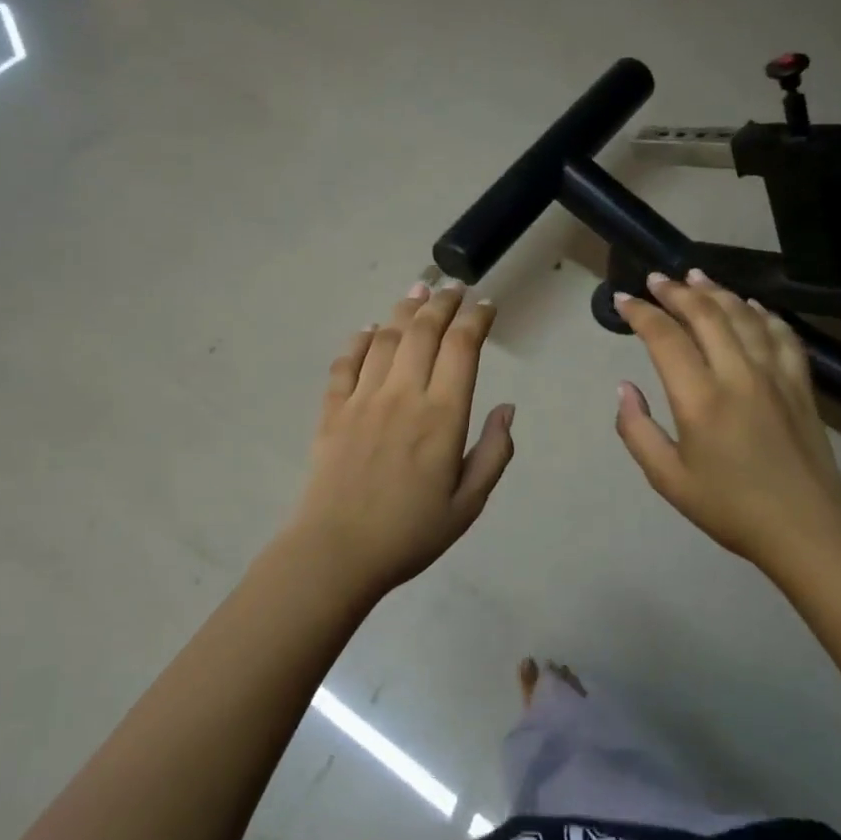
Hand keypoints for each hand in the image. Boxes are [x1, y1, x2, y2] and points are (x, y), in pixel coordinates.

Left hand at [278, 281, 515, 602]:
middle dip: (443, 302)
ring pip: (385, 337)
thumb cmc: (410, 534)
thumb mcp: (469, 504)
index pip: (462, 347)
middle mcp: (403, 395)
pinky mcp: (332, 410)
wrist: (335, 553)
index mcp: (442, 416)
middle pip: (423, 330)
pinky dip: (358, 339)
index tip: (486, 305)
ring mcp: (363, 399)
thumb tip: (508, 409)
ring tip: (418, 290)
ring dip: (404, 309)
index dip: (476, 318)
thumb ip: (494, 453)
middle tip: (454, 286)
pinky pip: (345, 363)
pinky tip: (368, 328)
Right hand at [613, 270, 840, 577]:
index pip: (665, 337)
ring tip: (695, 276)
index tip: (623, 300)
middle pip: (706, 314)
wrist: (808, 528)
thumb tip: (624, 388)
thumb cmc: (731, 508)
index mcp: (700, 399)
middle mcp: (738, 374)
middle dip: (676, 291)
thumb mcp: (668, 479)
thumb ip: (637, 430)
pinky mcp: (800, 382)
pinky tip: (751, 305)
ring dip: (716, 291)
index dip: (641, 313)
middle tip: (656, 279)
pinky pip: (781, 333)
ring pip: (744, 315)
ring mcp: (775, 374)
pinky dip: (762, 312)